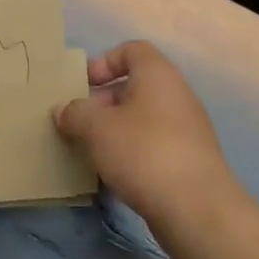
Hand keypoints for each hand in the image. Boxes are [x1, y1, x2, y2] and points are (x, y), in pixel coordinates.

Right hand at [53, 41, 236, 222]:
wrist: (196, 208)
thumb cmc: (143, 152)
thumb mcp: (96, 128)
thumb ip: (75, 113)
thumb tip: (62, 110)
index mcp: (158, 74)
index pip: (131, 50)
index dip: (104, 62)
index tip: (82, 85)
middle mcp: (177, 95)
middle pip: (135, 87)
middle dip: (103, 102)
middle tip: (78, 123)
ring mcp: (186, 129)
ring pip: (142, 120)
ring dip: (114, 132)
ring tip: (90, 152)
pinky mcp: (189, 161)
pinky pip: (153, 146)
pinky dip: (131, 155)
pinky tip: (113, 176)